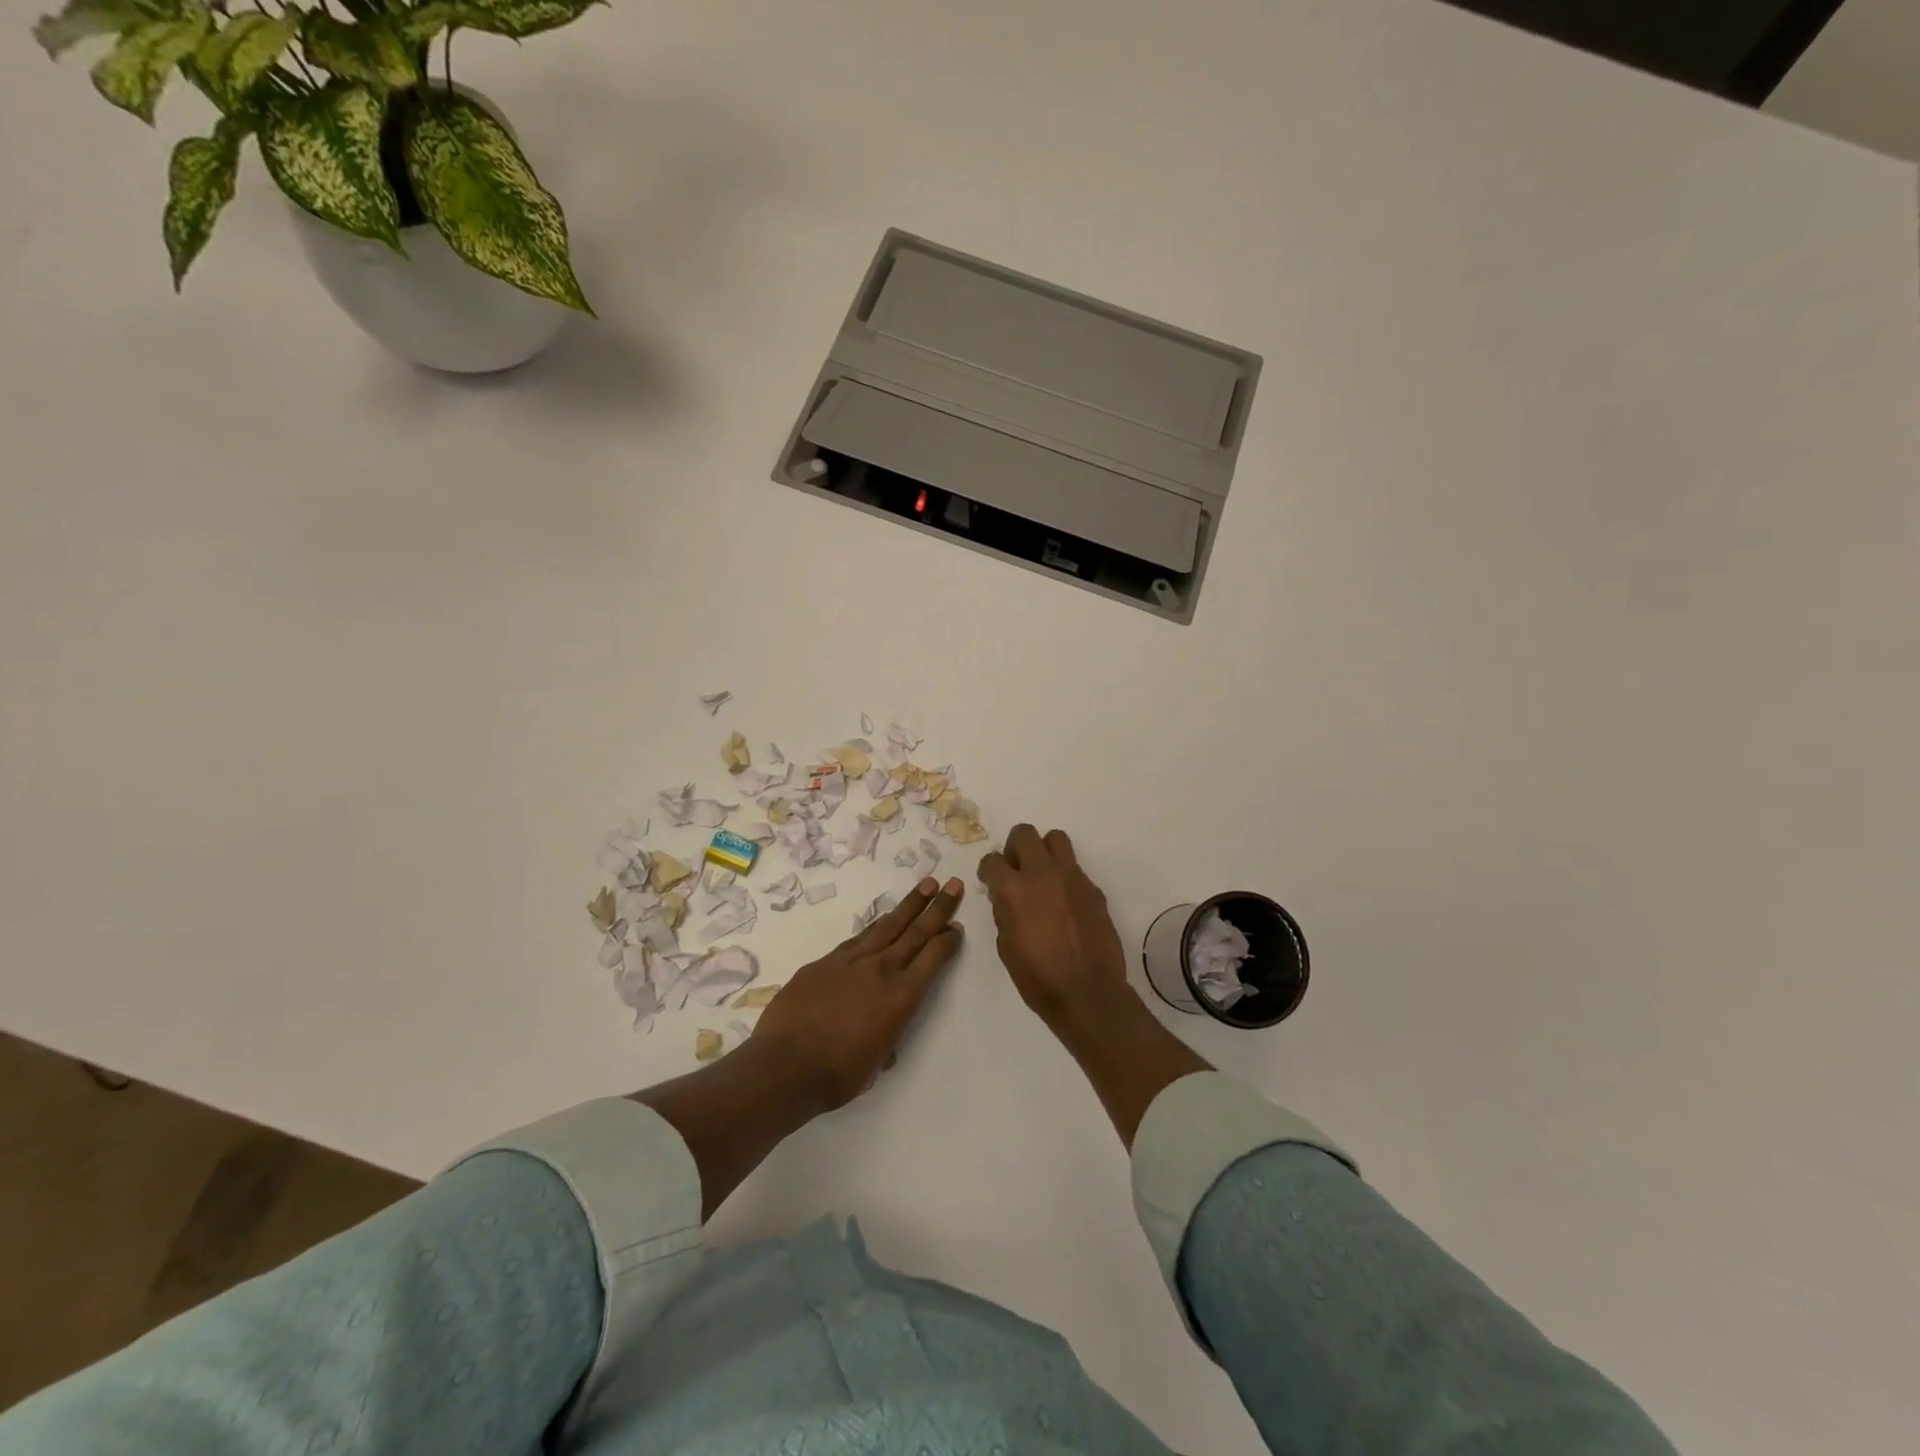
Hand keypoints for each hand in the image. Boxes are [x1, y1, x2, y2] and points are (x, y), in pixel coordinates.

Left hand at [753, 876, 965, 1110]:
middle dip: (937, 907)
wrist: (785, 1065)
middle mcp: (881, 970)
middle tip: (953, 883)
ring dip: (909, 905)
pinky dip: (875, 926)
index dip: (948, 940)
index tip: (957, 926)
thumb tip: (883, 1037)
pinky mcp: (825, 961)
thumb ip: (886, 1040)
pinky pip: (858, 938)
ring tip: (925, 885)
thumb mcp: (876, 1063)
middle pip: (915, 931)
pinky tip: (881, 921)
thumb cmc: (837, 1075)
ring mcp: (851, 961)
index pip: (933, 958)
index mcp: (901, 997)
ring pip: (887, 925)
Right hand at [978, 825, 1129, 1034]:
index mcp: (1013, 890)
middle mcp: (1042, 874)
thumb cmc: (1038, 977)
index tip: (990, 880)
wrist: (1087, 992)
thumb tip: (1007, 898)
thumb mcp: (1006, 945)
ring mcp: (1072, 878)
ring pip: (1056, 839)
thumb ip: (1004, 912)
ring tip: (1043, 875)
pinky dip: (1065, 877)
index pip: (992, 860)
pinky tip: (1065, 904)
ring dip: (1044, 851)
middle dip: (1015, 848)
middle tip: (1016, 870)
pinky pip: (1075, 869)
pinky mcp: (1093, 889)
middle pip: (1024, 834)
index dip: (988, 870)